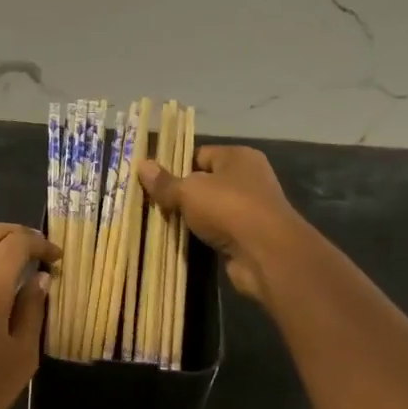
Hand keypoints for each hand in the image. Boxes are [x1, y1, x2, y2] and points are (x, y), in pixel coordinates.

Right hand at [138, 145, 315, 305]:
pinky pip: (217, 230)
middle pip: (205, 182)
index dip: (175, 166)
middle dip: (180, 194)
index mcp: (238, 157)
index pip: (200, 155)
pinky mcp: (247, 235)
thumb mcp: (189, 191)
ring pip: (210, 209)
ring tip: (160, 223)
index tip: (152, 181)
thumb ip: (165, 182)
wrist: (266, 253)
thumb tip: (142, 165)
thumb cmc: (228, 208)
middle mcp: (248, 178)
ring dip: (190, 217)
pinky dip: (201, 235)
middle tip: (152, 204)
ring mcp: (250, 208)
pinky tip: (181, 241)